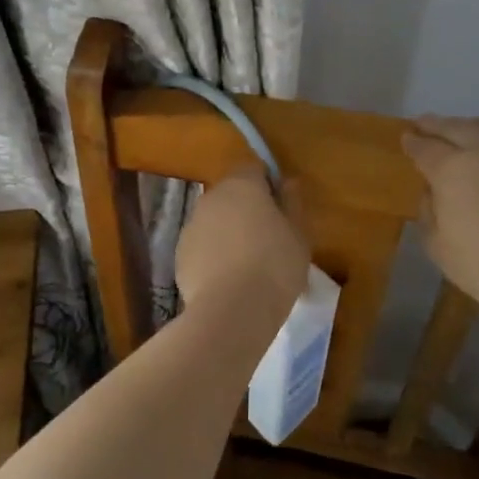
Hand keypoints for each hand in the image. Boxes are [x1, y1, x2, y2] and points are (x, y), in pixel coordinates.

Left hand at [175, 163, 309, 313]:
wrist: (232, 310)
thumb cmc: (275, 265)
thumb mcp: (299, 235)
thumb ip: (292, 204)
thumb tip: (289, 182)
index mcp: (242, 185)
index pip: (253, 169)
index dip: (267, 185)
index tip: (280, 210)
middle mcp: (211, 197)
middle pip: (231, 194)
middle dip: (247, 210)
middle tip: (268, 239)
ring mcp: (192, 226)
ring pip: (214, 221)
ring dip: (228, 233)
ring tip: (248, 265)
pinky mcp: (180, 255)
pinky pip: (202, 247)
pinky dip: (213, 256)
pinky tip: (228, 281)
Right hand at [401, 116, 478, 316]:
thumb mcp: (436, 244)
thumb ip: (428, 210)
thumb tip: (433, 191)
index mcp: (450, 169)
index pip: (425, 148)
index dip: (413, 142)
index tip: (406, 138)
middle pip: (455, 127)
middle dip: (435, 124)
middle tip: (424, 122)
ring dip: (468, 124)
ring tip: (460, 128)